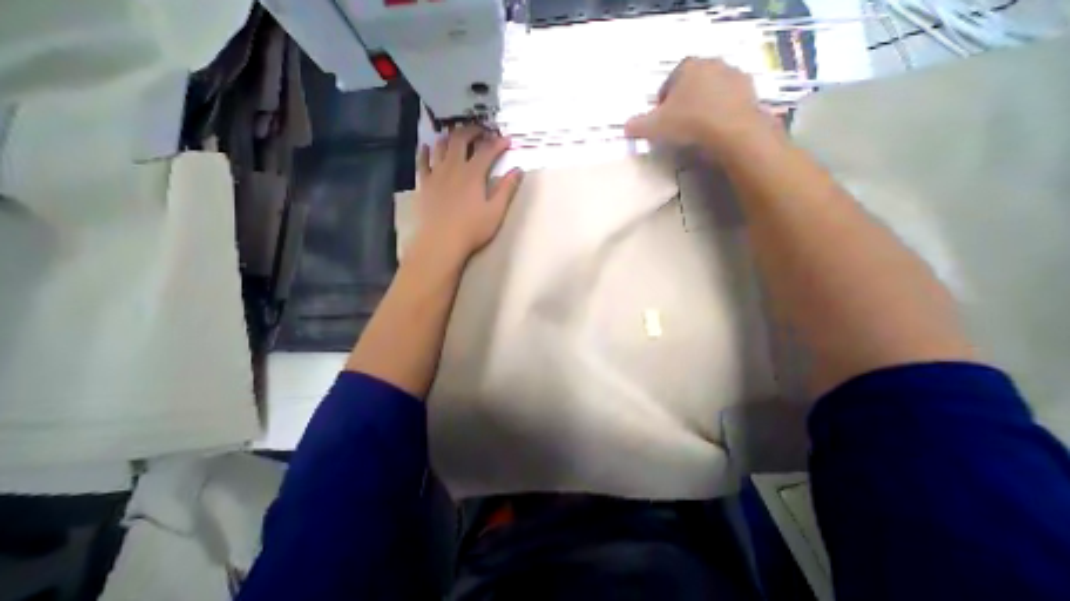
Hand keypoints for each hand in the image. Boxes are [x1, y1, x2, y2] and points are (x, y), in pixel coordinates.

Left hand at [413, 123, 523, 262]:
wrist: (441, 241)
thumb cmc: (472, 229)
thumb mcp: (496, 211)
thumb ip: (507, 189)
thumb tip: (518, 170)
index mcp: (473, 174)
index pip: (487, 150)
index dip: (498, 143)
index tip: (507, 140)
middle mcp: (453, 167)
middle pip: (461, 139)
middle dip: (472, 131)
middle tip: (481, 131)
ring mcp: (436, 174)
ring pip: (441, 146)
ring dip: (450, 137)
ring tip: (456, 136)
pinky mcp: (424, 183)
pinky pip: (422, 161)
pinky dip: (425, 151)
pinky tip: (427, 147)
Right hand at [618, 56, 778, 153]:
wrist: (731, 130)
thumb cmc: (688, 123)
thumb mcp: (654, 128)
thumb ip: (637, 126)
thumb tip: (625, 127)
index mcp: (686, 68)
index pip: (667, 85)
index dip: (661, 106)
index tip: (660, 123)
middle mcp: (711, 64)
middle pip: (689, 87)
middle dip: (682, 105)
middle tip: (677, 128)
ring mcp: (732, 75)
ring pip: (709, 93)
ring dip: (701, 108)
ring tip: (696, 132)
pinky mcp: (749, 90)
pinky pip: (727, 102)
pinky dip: (719, 113)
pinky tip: (714, 131)